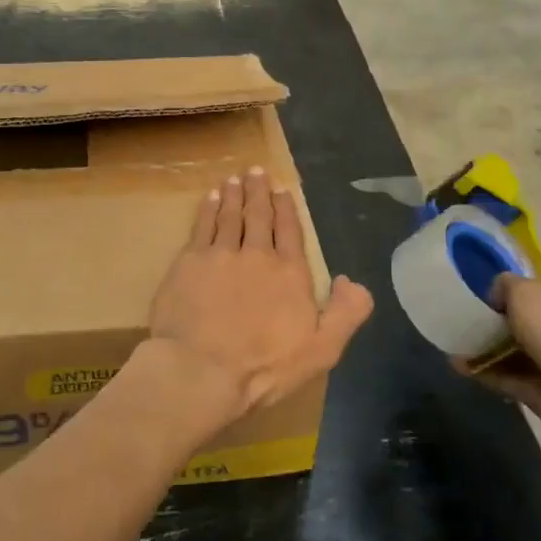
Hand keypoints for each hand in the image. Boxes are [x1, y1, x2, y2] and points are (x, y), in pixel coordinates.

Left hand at [147, 167, 373, 428]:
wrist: (201, 369)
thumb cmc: (264, 367)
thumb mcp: (322, 350)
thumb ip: (346, 313)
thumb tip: (352, 281)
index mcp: (289, 274)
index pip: (289, 232)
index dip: (286, 209)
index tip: (282, 190)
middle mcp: (256, 255)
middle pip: (258, 216)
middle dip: (259, 191)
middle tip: (255, 171)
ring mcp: (220, 255)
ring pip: (229, 215)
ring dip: (233, 194)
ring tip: (234, 178)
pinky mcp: (189, 262)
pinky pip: (201, 226)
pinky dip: (207, 209)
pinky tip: (208, 199)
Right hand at [457, 269, 540, 450]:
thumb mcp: (531, 295)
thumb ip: (508, 284)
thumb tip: (497, 293)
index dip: (516, 271)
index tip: (484, 274)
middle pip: (527, 314)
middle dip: (496, 312)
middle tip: (463, 309)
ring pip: (514, 348)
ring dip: (485, 344)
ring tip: (454, 338)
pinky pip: (508, 377)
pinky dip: (484, 371)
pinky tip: (458, 365)